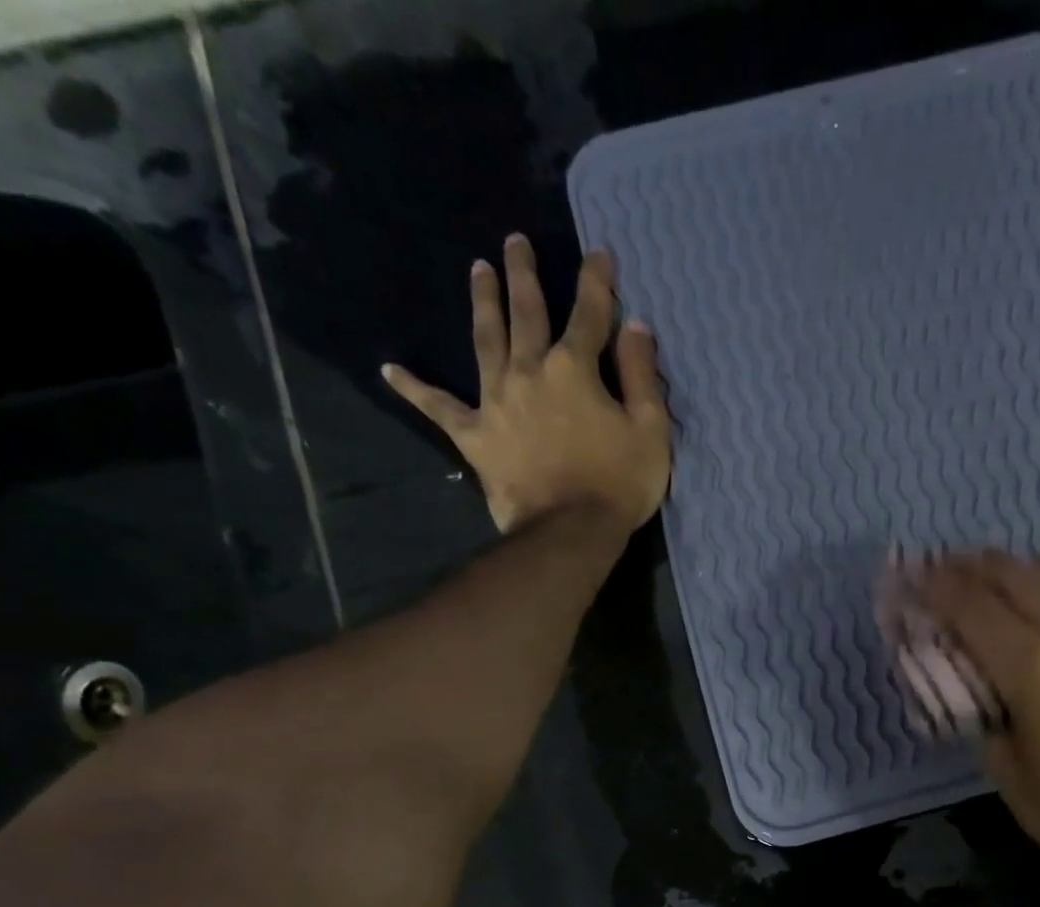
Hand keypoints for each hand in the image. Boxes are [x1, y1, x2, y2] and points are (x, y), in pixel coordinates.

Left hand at [382, 238, 670, 533]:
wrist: (569, 531)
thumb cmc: (618, 483)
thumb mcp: (650, 430)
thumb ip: (642, 375)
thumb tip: (635, 325)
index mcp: (574, 368)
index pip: (589, 313)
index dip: (596, 281)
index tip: (599, 253)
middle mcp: (529, 371)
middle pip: (526, 313)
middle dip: (524, 275)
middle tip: (515, 241)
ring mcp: (496, 401)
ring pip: (486, 340)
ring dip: (483, 303)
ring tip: (478, 270)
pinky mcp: (475, 435)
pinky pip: (440, 408)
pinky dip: (416, 389)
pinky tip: (390, 371)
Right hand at [915, 551, 1039, 885]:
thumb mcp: (1005, 773)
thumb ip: (982, 714)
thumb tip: (975, 681)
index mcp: (1034, 670)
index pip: (971, 608)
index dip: (935, 586)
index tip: (913, 576)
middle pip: (1016, 574)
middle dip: (972, 566)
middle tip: (949, 568)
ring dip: (1037, 565)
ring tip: (1021, 580)